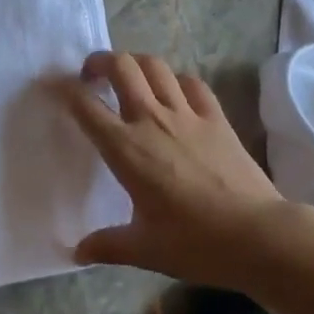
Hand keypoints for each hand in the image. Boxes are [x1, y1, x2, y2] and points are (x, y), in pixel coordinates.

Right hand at [61, 52, 285, 288]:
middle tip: (94, 75)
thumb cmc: (195, 243)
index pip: (86, 106)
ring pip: (155, 66)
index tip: (56, 86)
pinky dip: (177, 80)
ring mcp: (186, 113)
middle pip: (121, 66)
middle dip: (101, 61)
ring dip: (137, 63)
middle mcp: (151, 119)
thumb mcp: (144, 250)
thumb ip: (107, 245)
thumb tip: (77, 251)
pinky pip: (191, 82)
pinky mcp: (215, 116)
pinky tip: (175, 93)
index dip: (66, 90)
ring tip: (130, 77)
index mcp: (126, 148)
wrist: (256, 235)